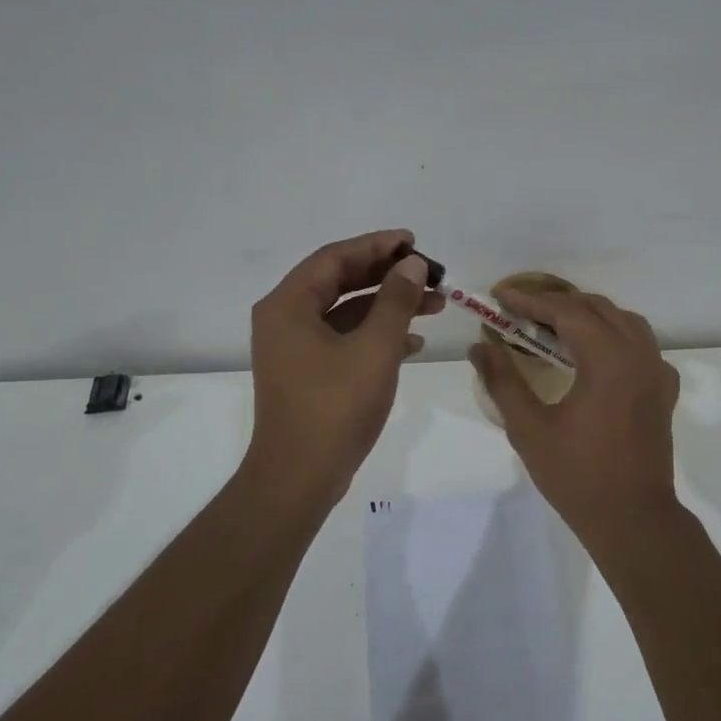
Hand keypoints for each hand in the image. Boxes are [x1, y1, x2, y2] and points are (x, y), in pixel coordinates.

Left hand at [246, 229, 441, 504]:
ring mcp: (294, 348)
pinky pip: (343, 339)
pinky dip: (376, 334)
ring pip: (346, 312)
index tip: (414, 241)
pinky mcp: (307, 373)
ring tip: (435, 304)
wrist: (300, 478)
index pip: (335, 258)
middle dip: (387, 276)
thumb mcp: (375, 348)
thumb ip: (395, 301)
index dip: (377, 245)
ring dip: (388, 306)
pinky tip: (413, 343)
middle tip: (429, 272)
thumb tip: (411, 264)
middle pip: (340, 281)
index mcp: (288, 305)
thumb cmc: (335, 407)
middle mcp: (285, 319)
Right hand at [469, 288, 680, 547]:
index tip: (501, 297)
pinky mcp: (664, 390)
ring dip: (588, 316)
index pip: (566, 311)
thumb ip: (503, 382)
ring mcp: (657, 371)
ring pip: (624, 321)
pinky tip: (595, 356)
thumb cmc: (578, 475)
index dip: (530, 301)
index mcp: (608, 358)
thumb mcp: (529, 429)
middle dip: (557, 304)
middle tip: (521, 313)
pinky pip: (641, 345)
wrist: (634, 519)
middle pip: (597, 308)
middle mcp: (638, 354)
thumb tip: (479, 347)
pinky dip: (615, 336)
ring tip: (555, 327)